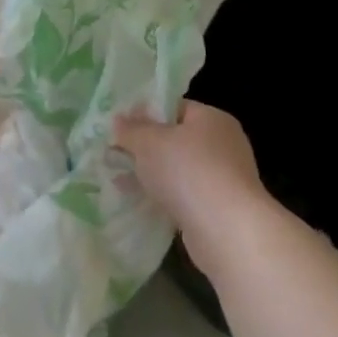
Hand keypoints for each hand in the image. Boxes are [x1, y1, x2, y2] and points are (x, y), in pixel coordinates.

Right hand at [116, 102, 270, 262]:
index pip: (175, 108)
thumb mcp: (149, 142)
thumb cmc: (187, 171)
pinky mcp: (218, 207)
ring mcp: (223, 177)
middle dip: (144, 148)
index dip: (145, 114)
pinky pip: (183, 194)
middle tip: (112, 155)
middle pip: (176, 139)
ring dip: (150, 174)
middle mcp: (223, 144)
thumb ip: (131, 129)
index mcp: (212, 119)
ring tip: (118, 180)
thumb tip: (119, 120)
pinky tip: (138, 202)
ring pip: (178, 170)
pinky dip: (162, 196)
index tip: (118, 127)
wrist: (225, 228)